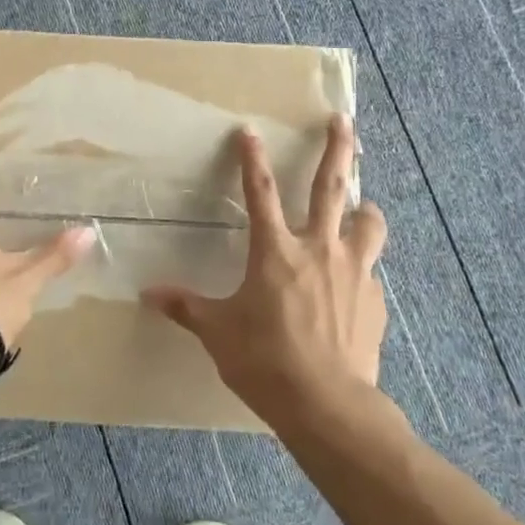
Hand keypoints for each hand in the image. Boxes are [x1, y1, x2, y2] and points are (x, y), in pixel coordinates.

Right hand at [142, 114, 387, 423]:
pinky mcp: (375, 299)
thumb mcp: (218, 333)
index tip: (250, 130)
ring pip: (368, 223)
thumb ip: (186, 307)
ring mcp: (353, 271)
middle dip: (336, 149)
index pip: (261, 192)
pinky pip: (370, 272)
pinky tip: (355, 287)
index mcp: (276, 251)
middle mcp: (318, 249)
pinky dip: (362, 268)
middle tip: (341, 119)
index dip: (253, 159)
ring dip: (365, 208)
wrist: (328, 405)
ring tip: (363, 204)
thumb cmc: (266, 362)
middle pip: (331, 186)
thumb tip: (148, 294)